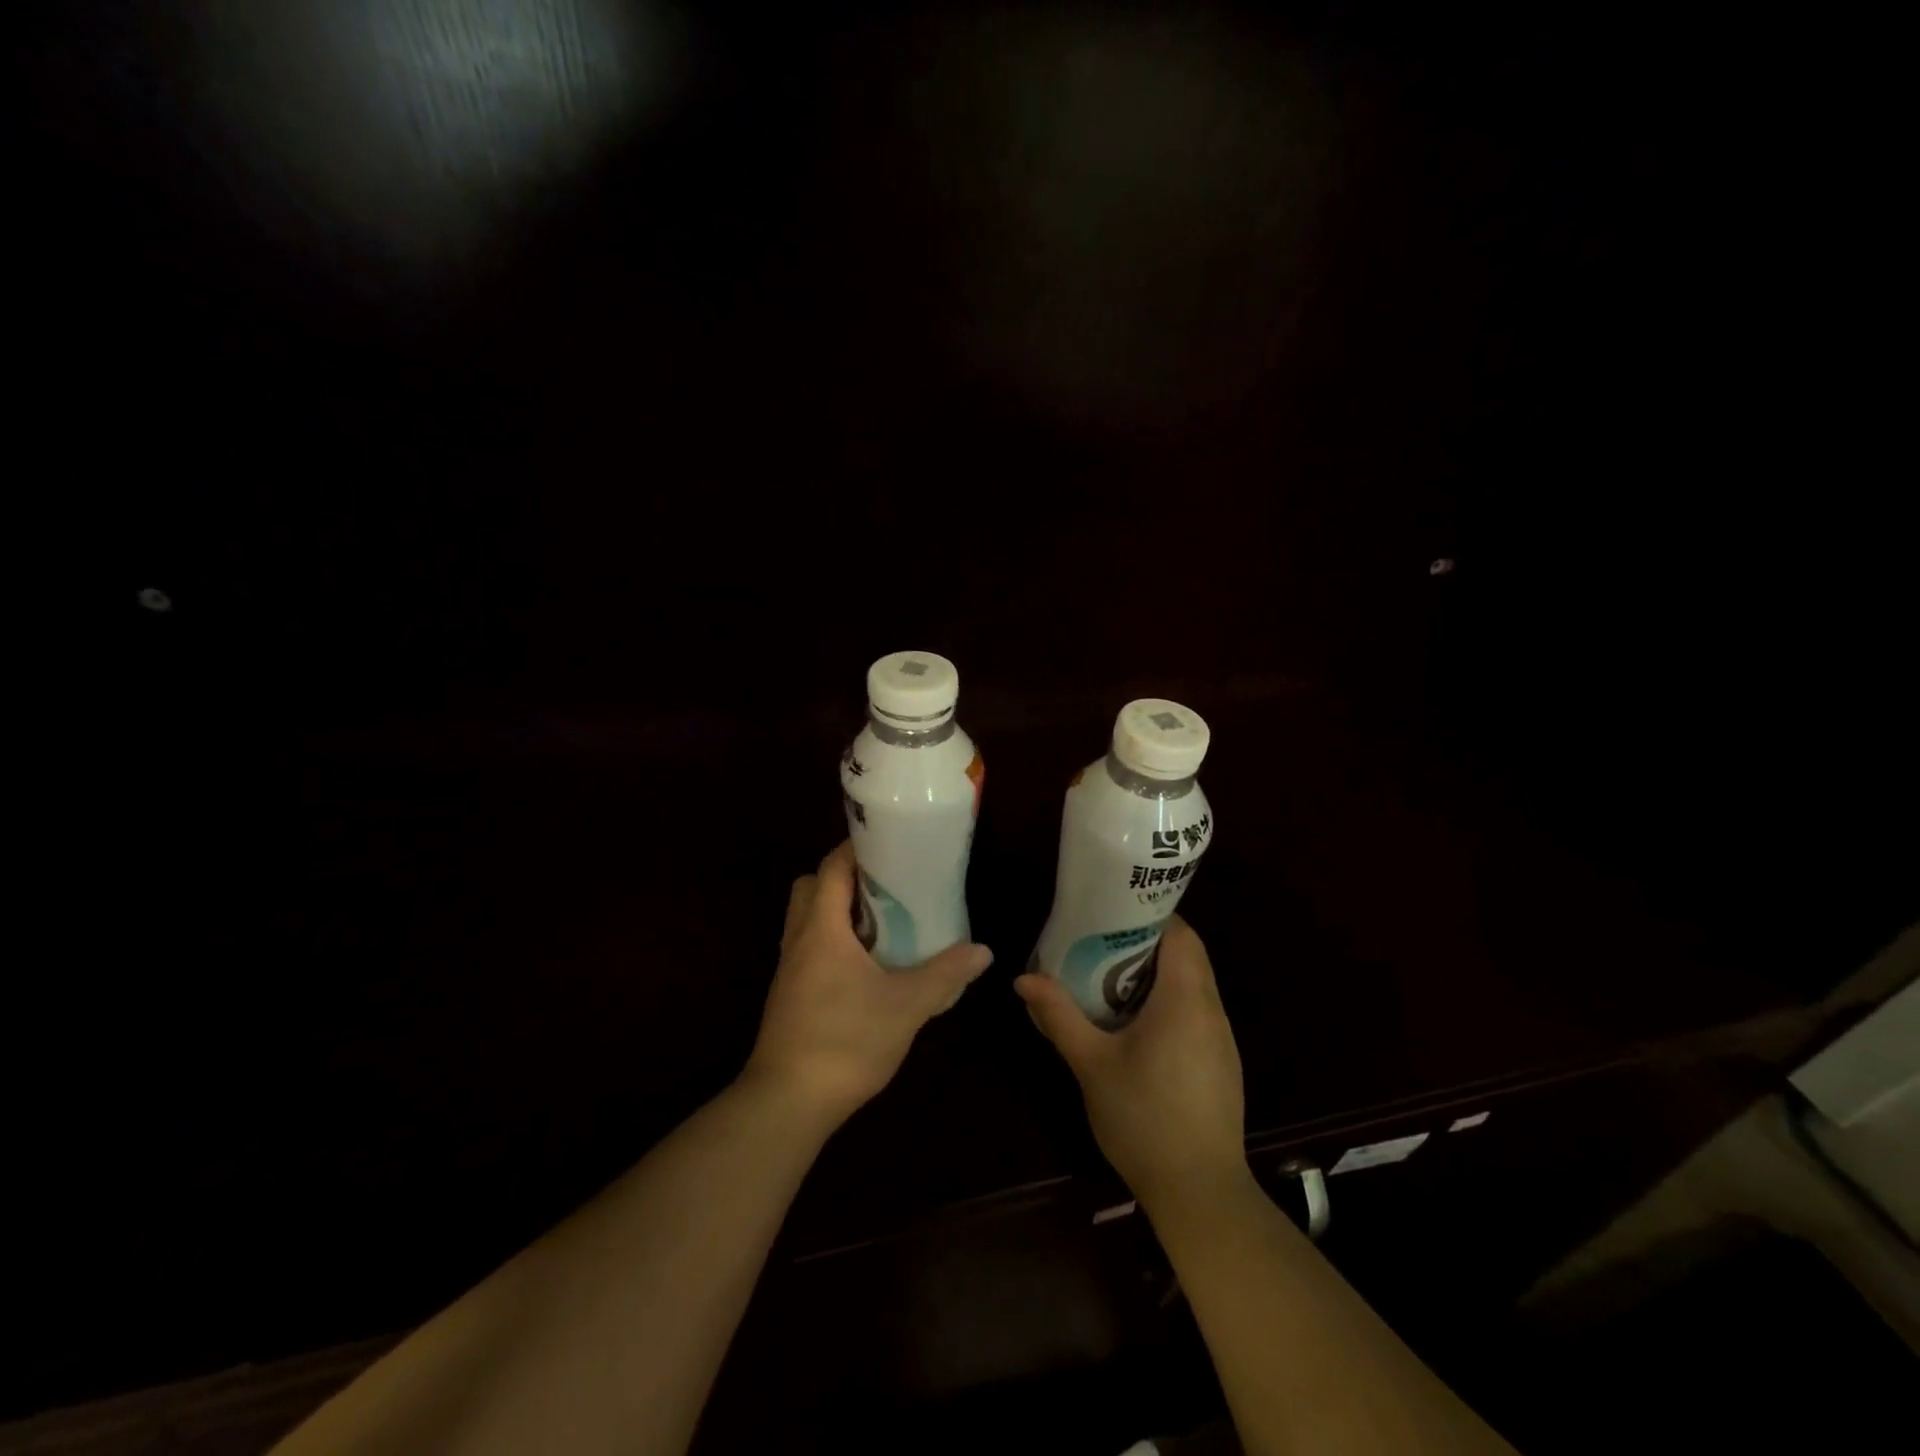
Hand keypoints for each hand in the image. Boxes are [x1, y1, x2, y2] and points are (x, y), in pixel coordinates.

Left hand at [743, 841, 993, 1128]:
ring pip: (804, 918)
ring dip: (834, 910)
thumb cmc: (846, 1041)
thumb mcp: (906, 1006)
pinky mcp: (787, 994)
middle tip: (883, 885)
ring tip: (878, 922)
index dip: (855, 849)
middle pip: (809, 886)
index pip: (831, 868)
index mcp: (822, 929)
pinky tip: (862, 966)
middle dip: (841, 877)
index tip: (887, 843)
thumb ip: (945, 975)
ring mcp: (788, 969)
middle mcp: (799, 939)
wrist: (788, 1102)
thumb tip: (983, 951)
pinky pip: (806, 948)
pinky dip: (830, 941)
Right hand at [1014, 915, 1248, 1210]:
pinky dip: (1168, 1003)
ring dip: (1156, 975)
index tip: (1110, 914)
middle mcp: (1211, 1010)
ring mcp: (1222, 1038)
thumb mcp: (1091, 1063)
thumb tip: (1023, 979)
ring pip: (1192, 984)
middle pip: (1186, 955)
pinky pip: (1196, 1012)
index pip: (1180, 932)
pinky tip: (1135, 1027)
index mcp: (1185, 998)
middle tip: (1098, 945)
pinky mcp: (1222, 1063)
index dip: (1148, 915)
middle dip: (1144, 943)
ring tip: (1109, 980)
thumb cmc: (1143, 1118)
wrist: (1199, 1192)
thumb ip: (1059, 1015)